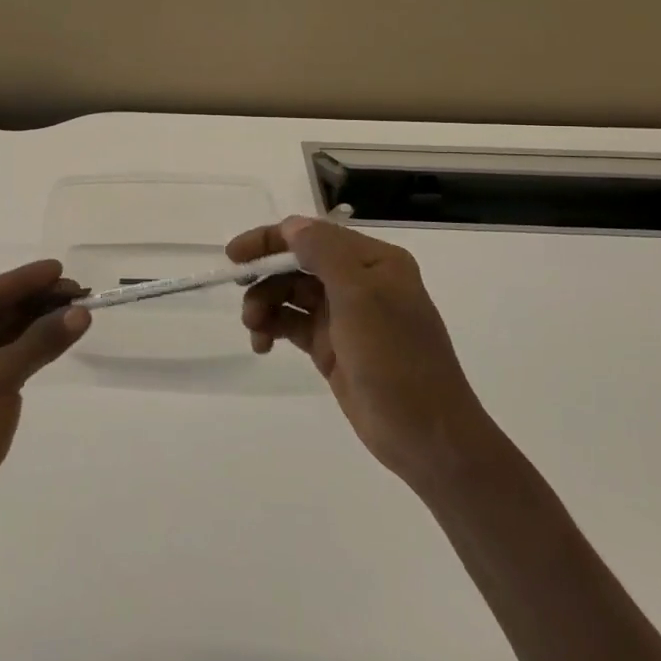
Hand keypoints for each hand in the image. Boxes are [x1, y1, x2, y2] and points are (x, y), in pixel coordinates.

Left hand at [0, 259, 89, 544]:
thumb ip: (39, 342)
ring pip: (0, 339)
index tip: (59, 269)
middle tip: (77, 294)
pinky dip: (28, 352)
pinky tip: (55, 341)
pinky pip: (3, 363)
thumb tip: (79, 314)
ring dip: (35, 326)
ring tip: (75, 313)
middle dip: (34, 303)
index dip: (23, 281)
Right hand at [227, 217, 490, 493]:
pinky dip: (273, 329)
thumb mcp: (360, 297)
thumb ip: (324, 254)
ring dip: (265, 304)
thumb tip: (291, 226)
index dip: (271, 240)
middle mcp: (359, 281)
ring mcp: (345, 316)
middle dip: (266, 275)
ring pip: (290, 295)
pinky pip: (292, 325)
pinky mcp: (332, 346)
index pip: (313, 235)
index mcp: (374, 261)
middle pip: (298, 264)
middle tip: (238, 289)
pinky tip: (262, 345)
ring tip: (254, 328)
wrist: (425, 434)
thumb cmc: (394, 358)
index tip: (235, 254)